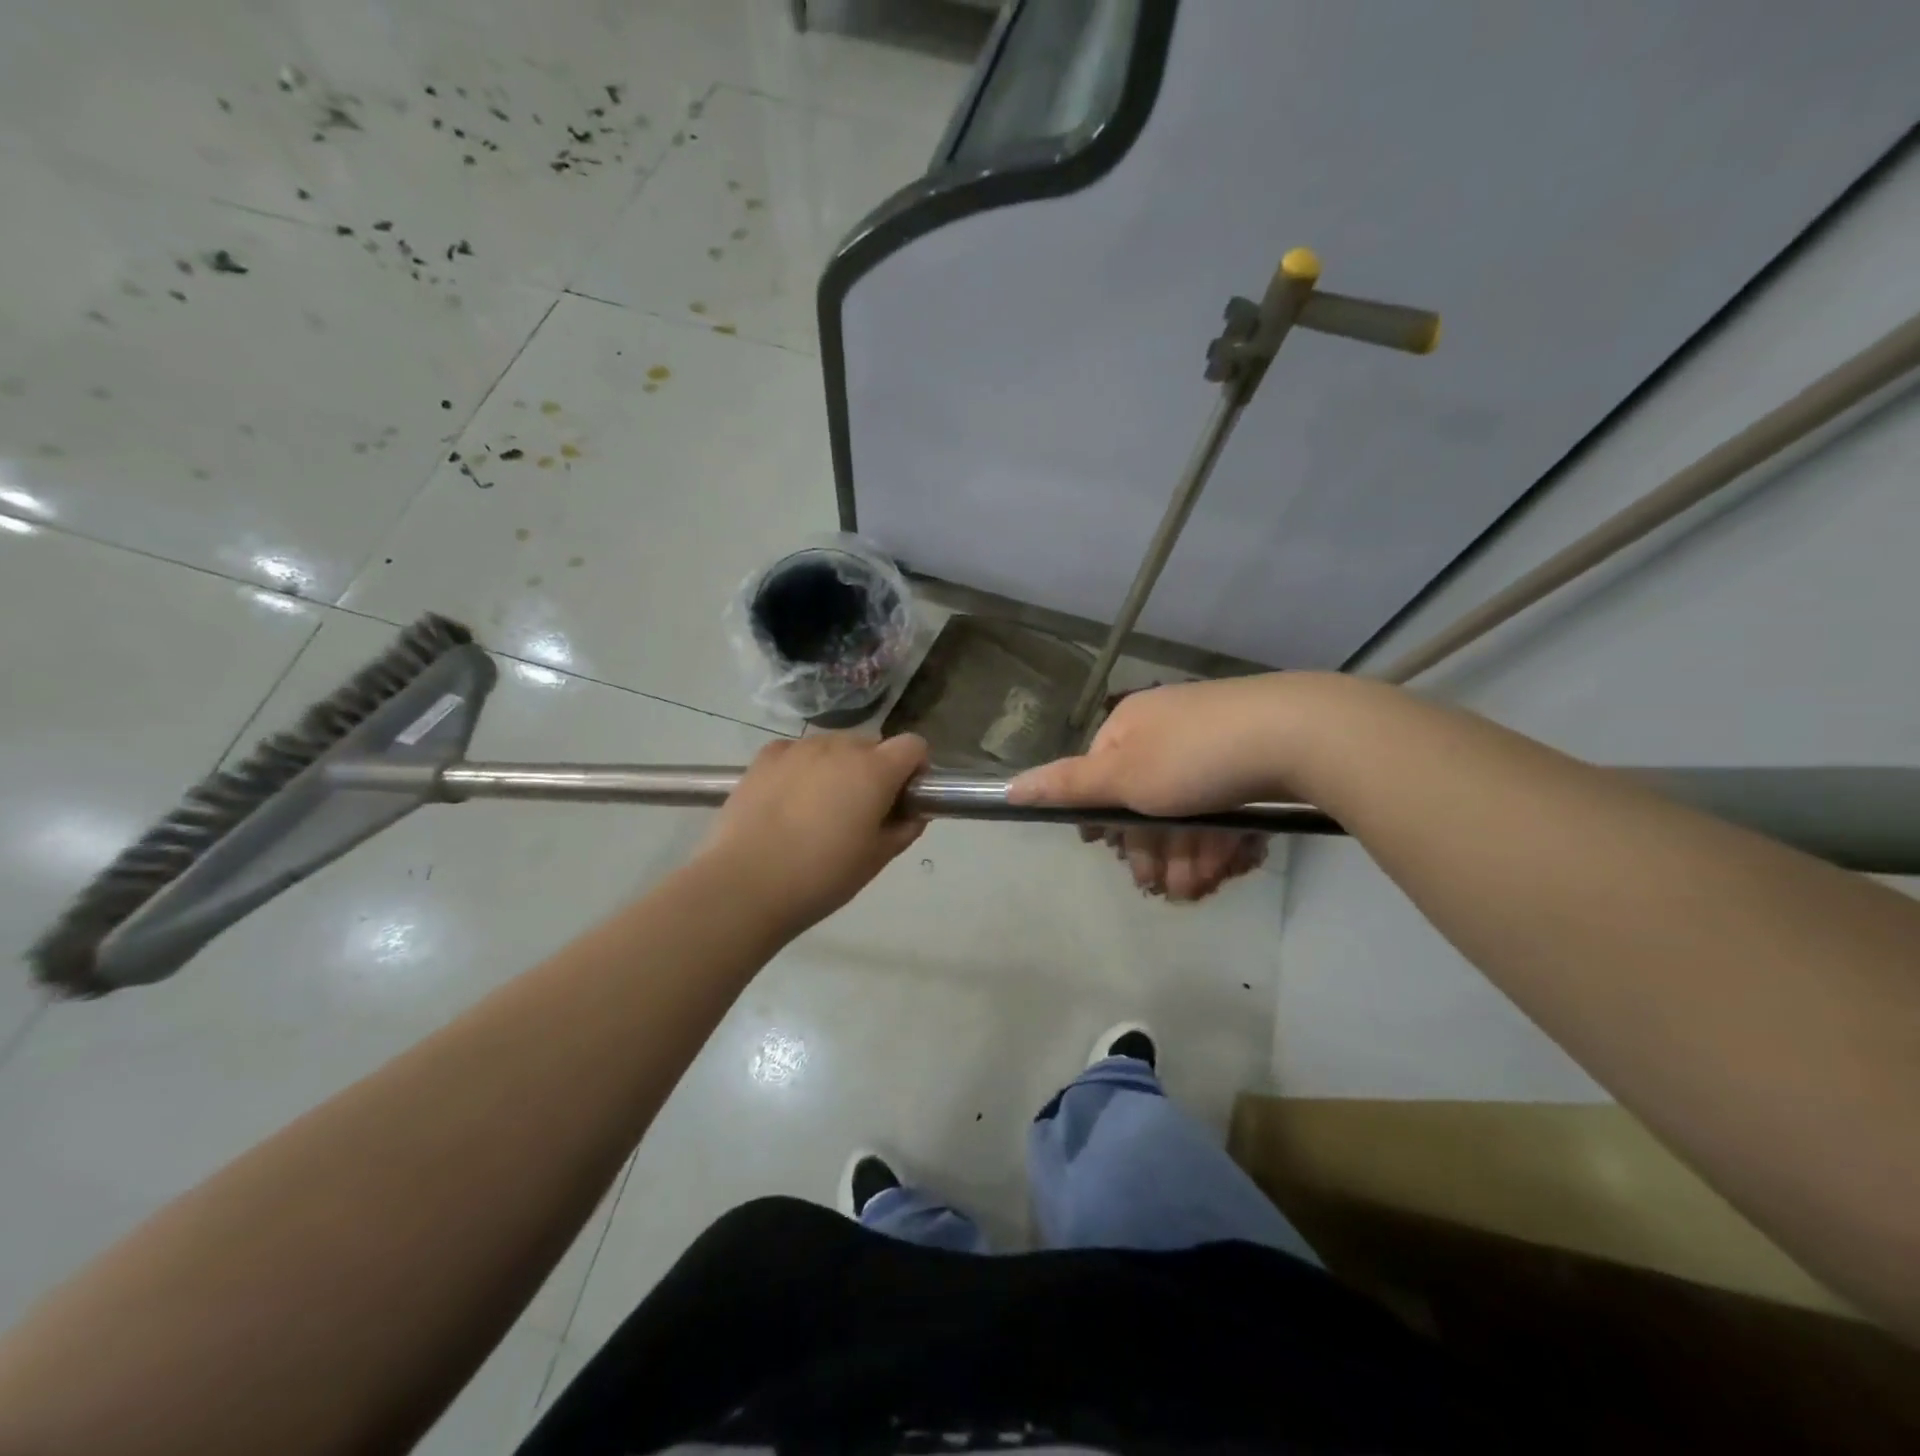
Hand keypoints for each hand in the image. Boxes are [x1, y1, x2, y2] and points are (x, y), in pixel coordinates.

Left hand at [698, 732, 928, 938]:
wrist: (746, 884)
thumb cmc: (822, 876)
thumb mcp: (876, 860)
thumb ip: (904, 829)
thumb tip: (913, 813)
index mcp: (874, 770)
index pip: (913, 746)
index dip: (915, 769)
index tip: (904, 798)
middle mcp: (839, 747)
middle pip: (872, 745)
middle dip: (876, 770)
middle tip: (861, 812)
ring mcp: (799, 748)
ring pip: (834, 747)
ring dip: (839, 768)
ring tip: (819, 809)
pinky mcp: (765, 757)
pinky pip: (798, 752)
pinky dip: (803, 768)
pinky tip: (790, 802)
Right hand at [1011, 677, 1297, 901]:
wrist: (1302, 734)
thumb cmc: (1195, 758)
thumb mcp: (1123, 776)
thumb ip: (1067, 786)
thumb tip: (1008, 788)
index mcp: (1132, 725)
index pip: (1103, 776)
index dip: (1110, 823)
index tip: (1121, 858)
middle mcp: (1169, 731)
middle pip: (1148, 801)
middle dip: (1155, 850)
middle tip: (1167, 889)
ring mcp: (1215, 745)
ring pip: (1189, 811)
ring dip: (1189, 855)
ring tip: (1201, 887)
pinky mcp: (1254, 763)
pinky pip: (1226, 807)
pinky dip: (1224, 840)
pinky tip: (1231, 867)